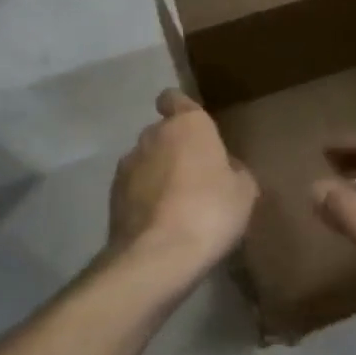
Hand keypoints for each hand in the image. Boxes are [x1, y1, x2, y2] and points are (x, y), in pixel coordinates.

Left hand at [109, 90, 257, 277]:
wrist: (158, 255)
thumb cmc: (210, 211)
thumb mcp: (244, 191)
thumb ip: (233, 170)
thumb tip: (223, 168)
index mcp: (187, 125)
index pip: (174, 99)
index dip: (181, 109)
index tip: (193, 129)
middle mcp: (151, 136)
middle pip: (162, 133)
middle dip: (175, 149)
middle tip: (197, 177)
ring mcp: (127, 166)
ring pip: (146, 161)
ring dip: (158, 175)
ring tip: (177, 206)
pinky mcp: (112, 196)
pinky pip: (134, 189)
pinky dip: (144, 199)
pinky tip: (161, 223)